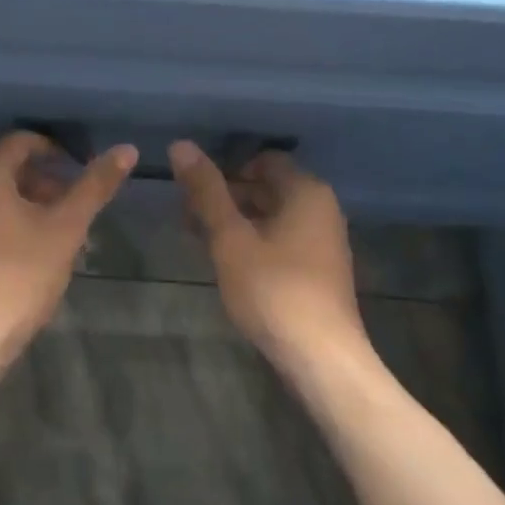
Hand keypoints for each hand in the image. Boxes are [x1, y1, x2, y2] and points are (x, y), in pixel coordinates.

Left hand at [0, 132, 136, 364]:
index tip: (80, 172)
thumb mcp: (65, 229)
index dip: (56, 152)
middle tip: (71, 211)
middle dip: (42, 184)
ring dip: (22, 206)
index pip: (23, 142)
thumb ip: (95, 186)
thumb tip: (127, 149)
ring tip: (52, 237)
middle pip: (5, 169)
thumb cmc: (17, 278)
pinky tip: (20, 257)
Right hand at [170, 141, 368, 373]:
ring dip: (236, 221)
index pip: (262, 160)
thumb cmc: (274, 290)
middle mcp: (321, 208)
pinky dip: (253, 242)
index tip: (195, 189)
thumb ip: (206, 191)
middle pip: (267, 187)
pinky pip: (281, 240)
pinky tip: (227, 262)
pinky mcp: (318, 270)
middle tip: (187, 215)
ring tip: (199, 238)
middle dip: (226, 196)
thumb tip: (181, 145)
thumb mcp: (230, 238)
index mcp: (305, 191)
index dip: (226, 169)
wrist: (322, 360)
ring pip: (271, 216)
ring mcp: (323, 241)